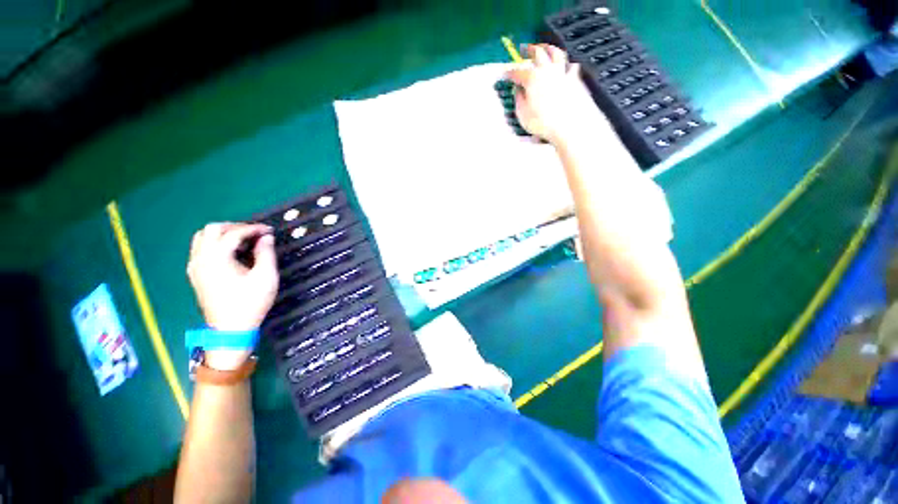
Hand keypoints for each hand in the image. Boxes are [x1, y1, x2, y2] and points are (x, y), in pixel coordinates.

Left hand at [187, 222, 278, 332]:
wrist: (231, 329)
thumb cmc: (250, 302)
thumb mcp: (266, 277)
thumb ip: (266, 253)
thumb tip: (266, 237)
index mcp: (217, 258)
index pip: (233, 233)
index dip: (253, 228)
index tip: (270, 231)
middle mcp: (201, 259)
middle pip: (212, 229)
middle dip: (235, 227)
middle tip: (255, 234)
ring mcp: (195, 267)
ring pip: (202, 238)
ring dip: (223, 234)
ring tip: (243, 241)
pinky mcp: (195, 275)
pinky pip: (200, 249)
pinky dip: (215, 244)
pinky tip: (230, 253)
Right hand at [506, 44, 606, 144]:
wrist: (567, 125)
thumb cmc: (541, 122)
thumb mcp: (523, 114)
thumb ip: (519, 100)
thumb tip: (518, 91)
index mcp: (532, 79)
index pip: (518, 72)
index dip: (510, 72)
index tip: (505, 73)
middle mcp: (546, 70)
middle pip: (538, 53)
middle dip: (529, 50)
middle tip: (524, 48)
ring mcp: (562, 73)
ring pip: (556, 53)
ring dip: (549, 48)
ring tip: (545, 47)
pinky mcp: (574, 80)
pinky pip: (572, 68)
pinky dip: (568, 66)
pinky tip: (568, 66)